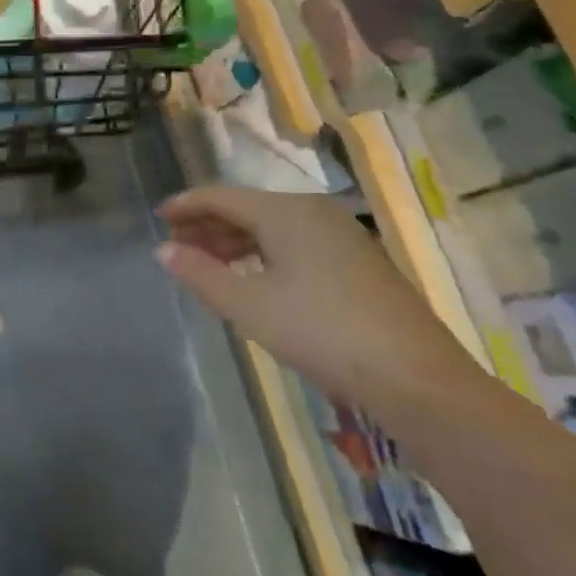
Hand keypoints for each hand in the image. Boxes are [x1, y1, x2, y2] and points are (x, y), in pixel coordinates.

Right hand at [156, 185, 477, 410]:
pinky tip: (255, 278)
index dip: (186, 205)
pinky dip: (265, 253)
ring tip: (208, 263)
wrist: (417, 378)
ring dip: (236, 242)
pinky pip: (296, 243)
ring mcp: (341, 235)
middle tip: (177, 245)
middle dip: (209, 225)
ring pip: (273, 227)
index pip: (221, 197)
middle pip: (248, 209)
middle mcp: (313, 211)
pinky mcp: (359, 261)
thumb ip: (201, 274)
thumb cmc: (321, 332)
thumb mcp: (249, 306)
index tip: (158, 217)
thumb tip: (164, 250)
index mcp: (285, 211)